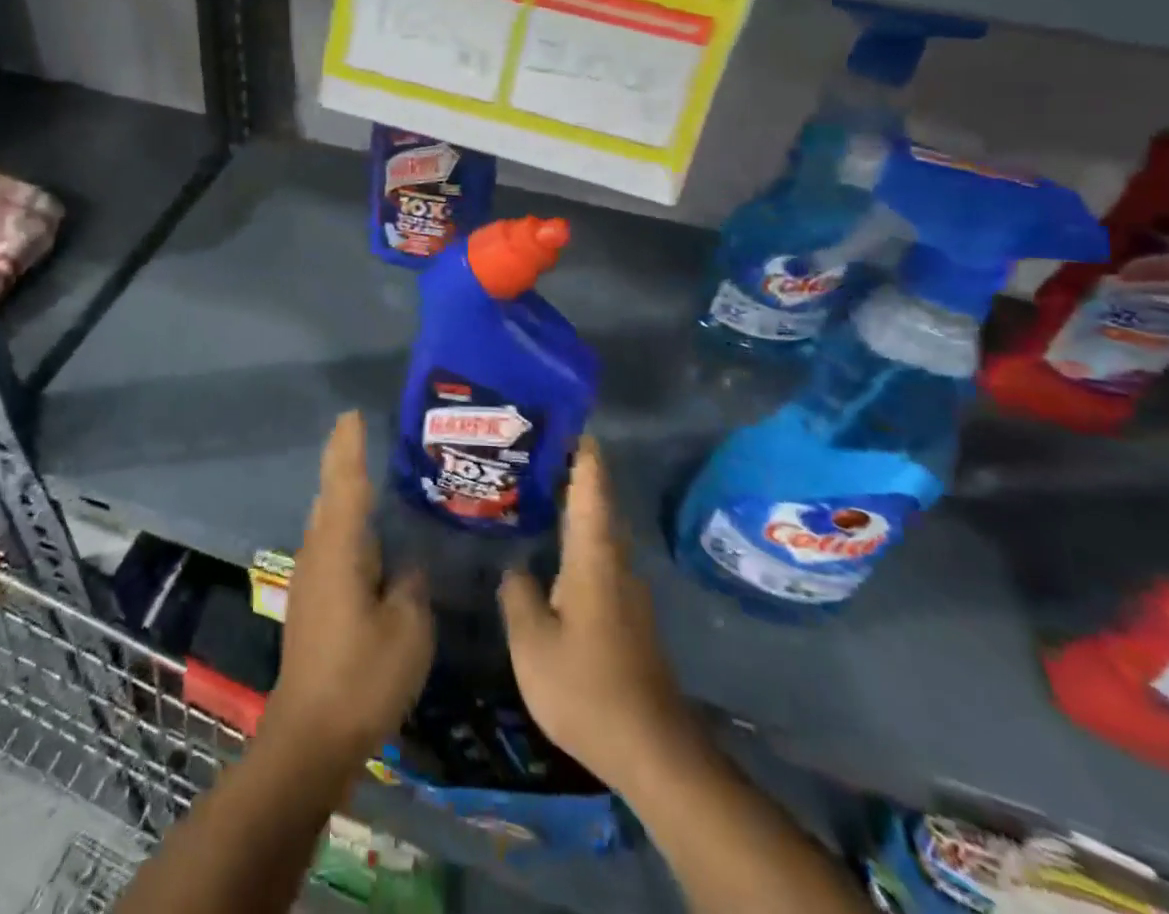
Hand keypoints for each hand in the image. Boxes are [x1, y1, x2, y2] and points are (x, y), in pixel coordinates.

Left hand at [263, 410, 433, 768]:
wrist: (310, 736)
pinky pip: (331, 544)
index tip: (353, 414)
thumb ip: (411, 585)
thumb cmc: (362, 677)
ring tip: (372, 474)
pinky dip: (348, 524)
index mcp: (339, 549)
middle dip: (343, 461)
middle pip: (331, 494)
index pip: (345, 482)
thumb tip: (410, 564)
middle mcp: (318, 553)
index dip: (349, 446)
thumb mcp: (407, 629)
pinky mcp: (311, 600)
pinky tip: (369, 536)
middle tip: (365, 433)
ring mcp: (310, 577)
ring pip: (328, 520)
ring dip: (344, 493)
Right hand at [498, 437, 695, 787]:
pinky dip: (576, 540)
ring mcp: (626, 590)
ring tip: (533, 493)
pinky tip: (550, 553)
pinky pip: (598, 558)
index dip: (580, 450)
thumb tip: (515, 568)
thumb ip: (517, 595)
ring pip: (598, 532)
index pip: (591, 487)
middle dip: (570, 472)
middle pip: (597, 502)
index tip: (563, 418)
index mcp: (593, 557)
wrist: (653, 750)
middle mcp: (615, 563)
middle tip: (530, 451)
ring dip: (572, 507)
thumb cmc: (587, 687)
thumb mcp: (532, 642)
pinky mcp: (627, 615)